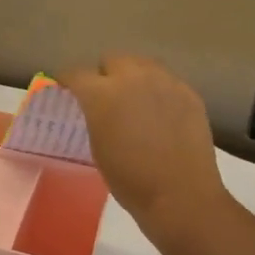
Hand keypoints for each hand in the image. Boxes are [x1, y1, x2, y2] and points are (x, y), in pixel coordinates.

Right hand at [59, 55, 227, 236]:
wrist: (180, 194)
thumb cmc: (130, 179)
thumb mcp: (98, 147)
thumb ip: (94, 117)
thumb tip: (96, 108)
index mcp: (102, 94)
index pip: (76, 74)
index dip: (68, 81)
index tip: (66, 90)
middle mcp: (133, 77)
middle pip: (112, 60)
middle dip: (104, 75)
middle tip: (104, 98)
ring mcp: (164, 82)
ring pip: (142, 64)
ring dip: (132, 77)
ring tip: (134, 101)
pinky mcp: (188, 92)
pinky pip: (166, 81)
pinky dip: (157, 91)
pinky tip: (160, 114)